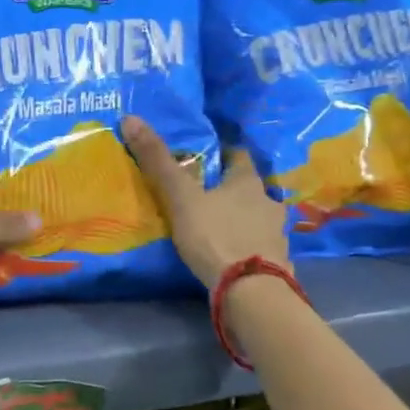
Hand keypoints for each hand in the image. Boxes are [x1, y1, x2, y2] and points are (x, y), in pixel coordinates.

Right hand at [121, 116, 287, 289]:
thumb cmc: (215, 236)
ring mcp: (277, 234)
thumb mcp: (180, 197)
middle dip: (231, 190)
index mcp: (247, 181)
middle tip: (206, 195)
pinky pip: (261, 246)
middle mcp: (268, 202)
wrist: (252, 291)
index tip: (206, 158)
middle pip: (250, 188)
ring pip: (258, 217)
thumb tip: (131, 118)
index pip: (238, 156)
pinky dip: (249, 245)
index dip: (223, 155)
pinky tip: (234, 254)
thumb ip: (158, 161)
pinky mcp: (278, 262)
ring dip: (243, 218)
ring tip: (219, 226)